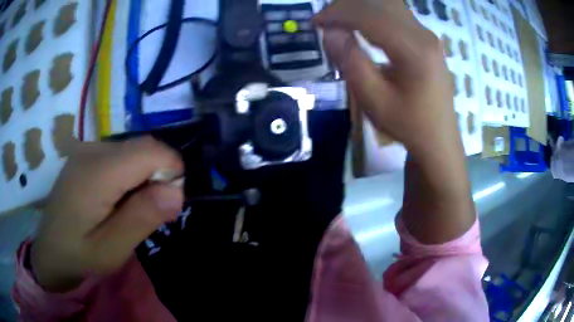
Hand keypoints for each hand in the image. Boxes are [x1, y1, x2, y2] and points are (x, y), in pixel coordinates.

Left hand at [31, 137, 183, 291]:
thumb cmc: (78, 255)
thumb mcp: (111, 250)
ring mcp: (87, 149)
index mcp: (97, 171)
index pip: (151, 150)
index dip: (171, 172)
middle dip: (158, 177)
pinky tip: (117, 200)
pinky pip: (121, 155)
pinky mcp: (86, 155)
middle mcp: (92, 149)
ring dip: (144, 177)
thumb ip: (141, 218)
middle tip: (149, 214)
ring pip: (134, 150)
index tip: (168, 205)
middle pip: (143, 147)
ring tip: (130, 211)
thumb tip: (176, 191)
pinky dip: (130, 174)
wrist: (49, 251)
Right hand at [315, 0, 474, 243]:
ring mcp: (428, 35)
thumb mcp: (374, 100)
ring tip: (339, 21)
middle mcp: (424, 35)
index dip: (338, 13)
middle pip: (380, 3)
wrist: (438, 139)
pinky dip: (373, 12)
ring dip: (360, 7)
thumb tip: (329, 31)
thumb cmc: (408, 125)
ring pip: (389, 4)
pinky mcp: (426, 39)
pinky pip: (396, 14)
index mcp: (415, 50)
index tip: (315, 23)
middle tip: (325, 21)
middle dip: (347, 6)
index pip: (370, 15)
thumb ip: (350, 61)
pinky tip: (360, 25)